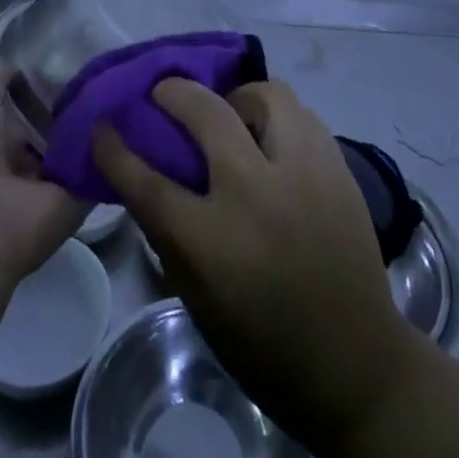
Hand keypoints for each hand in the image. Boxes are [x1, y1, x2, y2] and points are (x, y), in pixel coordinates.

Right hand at [92, 78, 414, 453]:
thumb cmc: (264, 345)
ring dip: (237, 97)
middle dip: (174, 92)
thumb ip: (170, 234)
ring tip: (232, 115)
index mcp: (212, 241)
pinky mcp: (338, 168)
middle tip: (164, 94)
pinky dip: (276, 117)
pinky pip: (301, 115)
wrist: (355, 364)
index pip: (148, 180)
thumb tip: (149, 180)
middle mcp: (256, 194)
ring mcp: (303, 174)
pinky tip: (271, 137)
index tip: (102, 126)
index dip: (116, 149)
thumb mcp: (198, 299)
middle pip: (206, 112)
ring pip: (265, 94)